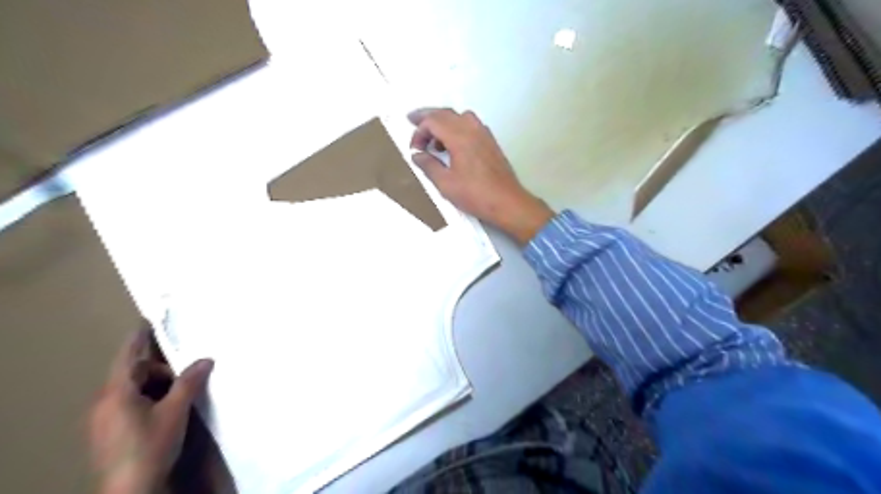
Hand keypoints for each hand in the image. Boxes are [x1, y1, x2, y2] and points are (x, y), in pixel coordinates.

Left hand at [87, 328, 214, 493]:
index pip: (128, 356)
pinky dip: (149, 398)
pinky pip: (130, 403)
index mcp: (116, 392)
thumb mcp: (175, 411)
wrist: (130, 489)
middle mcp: (105, 401)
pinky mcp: (109, 431)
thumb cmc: (150, 445)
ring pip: (133, 389)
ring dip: (157, 386)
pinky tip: (167, 411)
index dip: (139, 337)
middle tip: (187, 375)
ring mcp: (104, 418)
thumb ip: (189, 382)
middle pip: (134, 373)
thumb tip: (206, 359)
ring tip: (180, 397)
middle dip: (161, 370)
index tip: (148, 319)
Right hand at [408, 109, 556, 245]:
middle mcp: (472, 129)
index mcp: (459, 137)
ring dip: (444, 122)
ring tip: (434, 140)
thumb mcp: (445, 184)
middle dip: (427, 117)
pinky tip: (454, 145)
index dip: (419, 131)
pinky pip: (470, 124)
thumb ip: (429, 166)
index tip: (414, 149)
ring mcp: (484, 134)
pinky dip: (457, 127)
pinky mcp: (491, 142)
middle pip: (446, 113)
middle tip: (412, 121)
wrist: (507, 202)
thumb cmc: (475, 194)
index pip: (433, 121)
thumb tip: (417, 155)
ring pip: (459, 116)